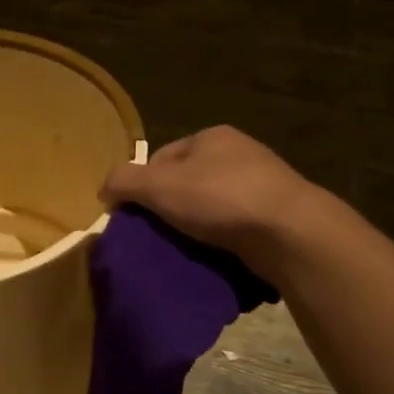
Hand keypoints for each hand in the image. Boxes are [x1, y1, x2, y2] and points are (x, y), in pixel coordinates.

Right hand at [100, 126, 344, 279]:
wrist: (289, 232)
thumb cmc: (219, 199)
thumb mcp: (158, 186)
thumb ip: (123, 181)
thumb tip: (104, 189)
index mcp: (211, 136)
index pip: (161, 157)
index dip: (143, 186)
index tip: (137, 217)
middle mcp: (239, 152)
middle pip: (187, 183)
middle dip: (170, 209)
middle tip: (158, 237)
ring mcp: (263, 183)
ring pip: (212, 207)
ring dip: (197, 228)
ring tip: (185, 251)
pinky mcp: (278, 215)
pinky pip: (236, 227)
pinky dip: (222, 241)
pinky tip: (215, 257)